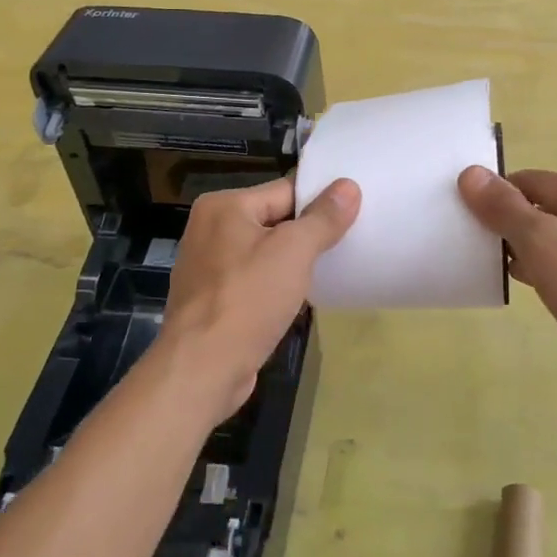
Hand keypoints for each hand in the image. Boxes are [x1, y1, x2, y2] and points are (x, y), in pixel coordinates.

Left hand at [153, 175, 360, 422]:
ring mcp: (207, 266)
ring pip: (264, 252)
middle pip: (274, 219)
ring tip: (330, 269)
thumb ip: (323, 217)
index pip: (285, 190)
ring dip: (292, 262)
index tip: (354, 212)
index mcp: (223, 206)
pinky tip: (299, 297)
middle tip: (349, 240)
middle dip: (308, 233)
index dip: (320, 201)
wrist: (202, 370)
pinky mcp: (211, 299)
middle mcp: (209, 228)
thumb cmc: (248, 300)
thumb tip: (349, 186)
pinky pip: (253, 280)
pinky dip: (275, 285)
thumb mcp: (294, 251)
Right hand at [458, 166, 556, 415]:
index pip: (535, 181)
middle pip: (551, 209)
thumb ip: (504, 207)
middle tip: (485, 251)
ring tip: (506, 273)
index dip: (499, 197)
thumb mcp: (540, 242)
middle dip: (516, 227)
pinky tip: (539, 291)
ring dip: (534, 252)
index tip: (470, 220)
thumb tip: (471, 174)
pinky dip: (556, 273)